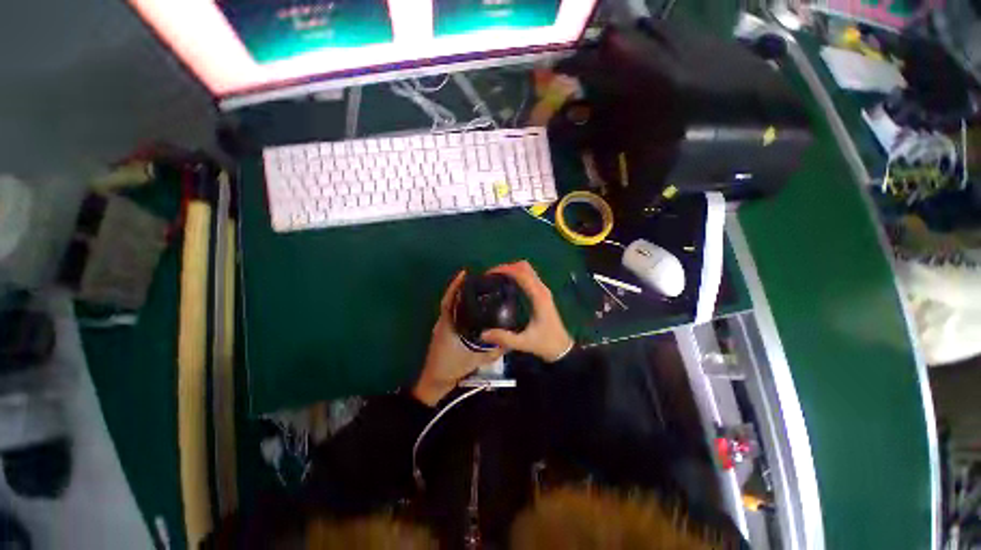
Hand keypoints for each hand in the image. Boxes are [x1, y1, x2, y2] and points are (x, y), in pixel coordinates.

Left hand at [413, 271, 502, 405]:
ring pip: (451, 307)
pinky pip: (452, 315)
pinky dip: (460, 308)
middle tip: (478, 280)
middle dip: (461, 288)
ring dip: (460, 297)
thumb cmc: (452, 368)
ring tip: (477, 290)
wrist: (435, 381)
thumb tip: (510, 342)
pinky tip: (472, 309)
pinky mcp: (444, 332)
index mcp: (447, 325)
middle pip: (451, 300)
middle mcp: (443, 322)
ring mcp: (443, 327)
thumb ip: (493, 352)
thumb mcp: (476, 360)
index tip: (464, 273)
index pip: (449, 300)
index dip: (455, 286)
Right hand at [480, 261, 573, 361]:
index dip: (505, 269)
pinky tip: (507, 283)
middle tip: (491, 275)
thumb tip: (483, 334)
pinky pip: (529, 277)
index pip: (522, 274)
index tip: (489, 273)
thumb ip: (504, 338)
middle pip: (525, 267)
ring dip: (512, 269)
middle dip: (507, 267)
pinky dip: (517, 274)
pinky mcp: (542, 294)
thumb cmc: (546, 343)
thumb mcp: (524, 343)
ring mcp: (543, 291)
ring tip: (496, 277)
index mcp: (538, 297)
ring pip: (527, 270)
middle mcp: (542, 290)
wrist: (562, 349)